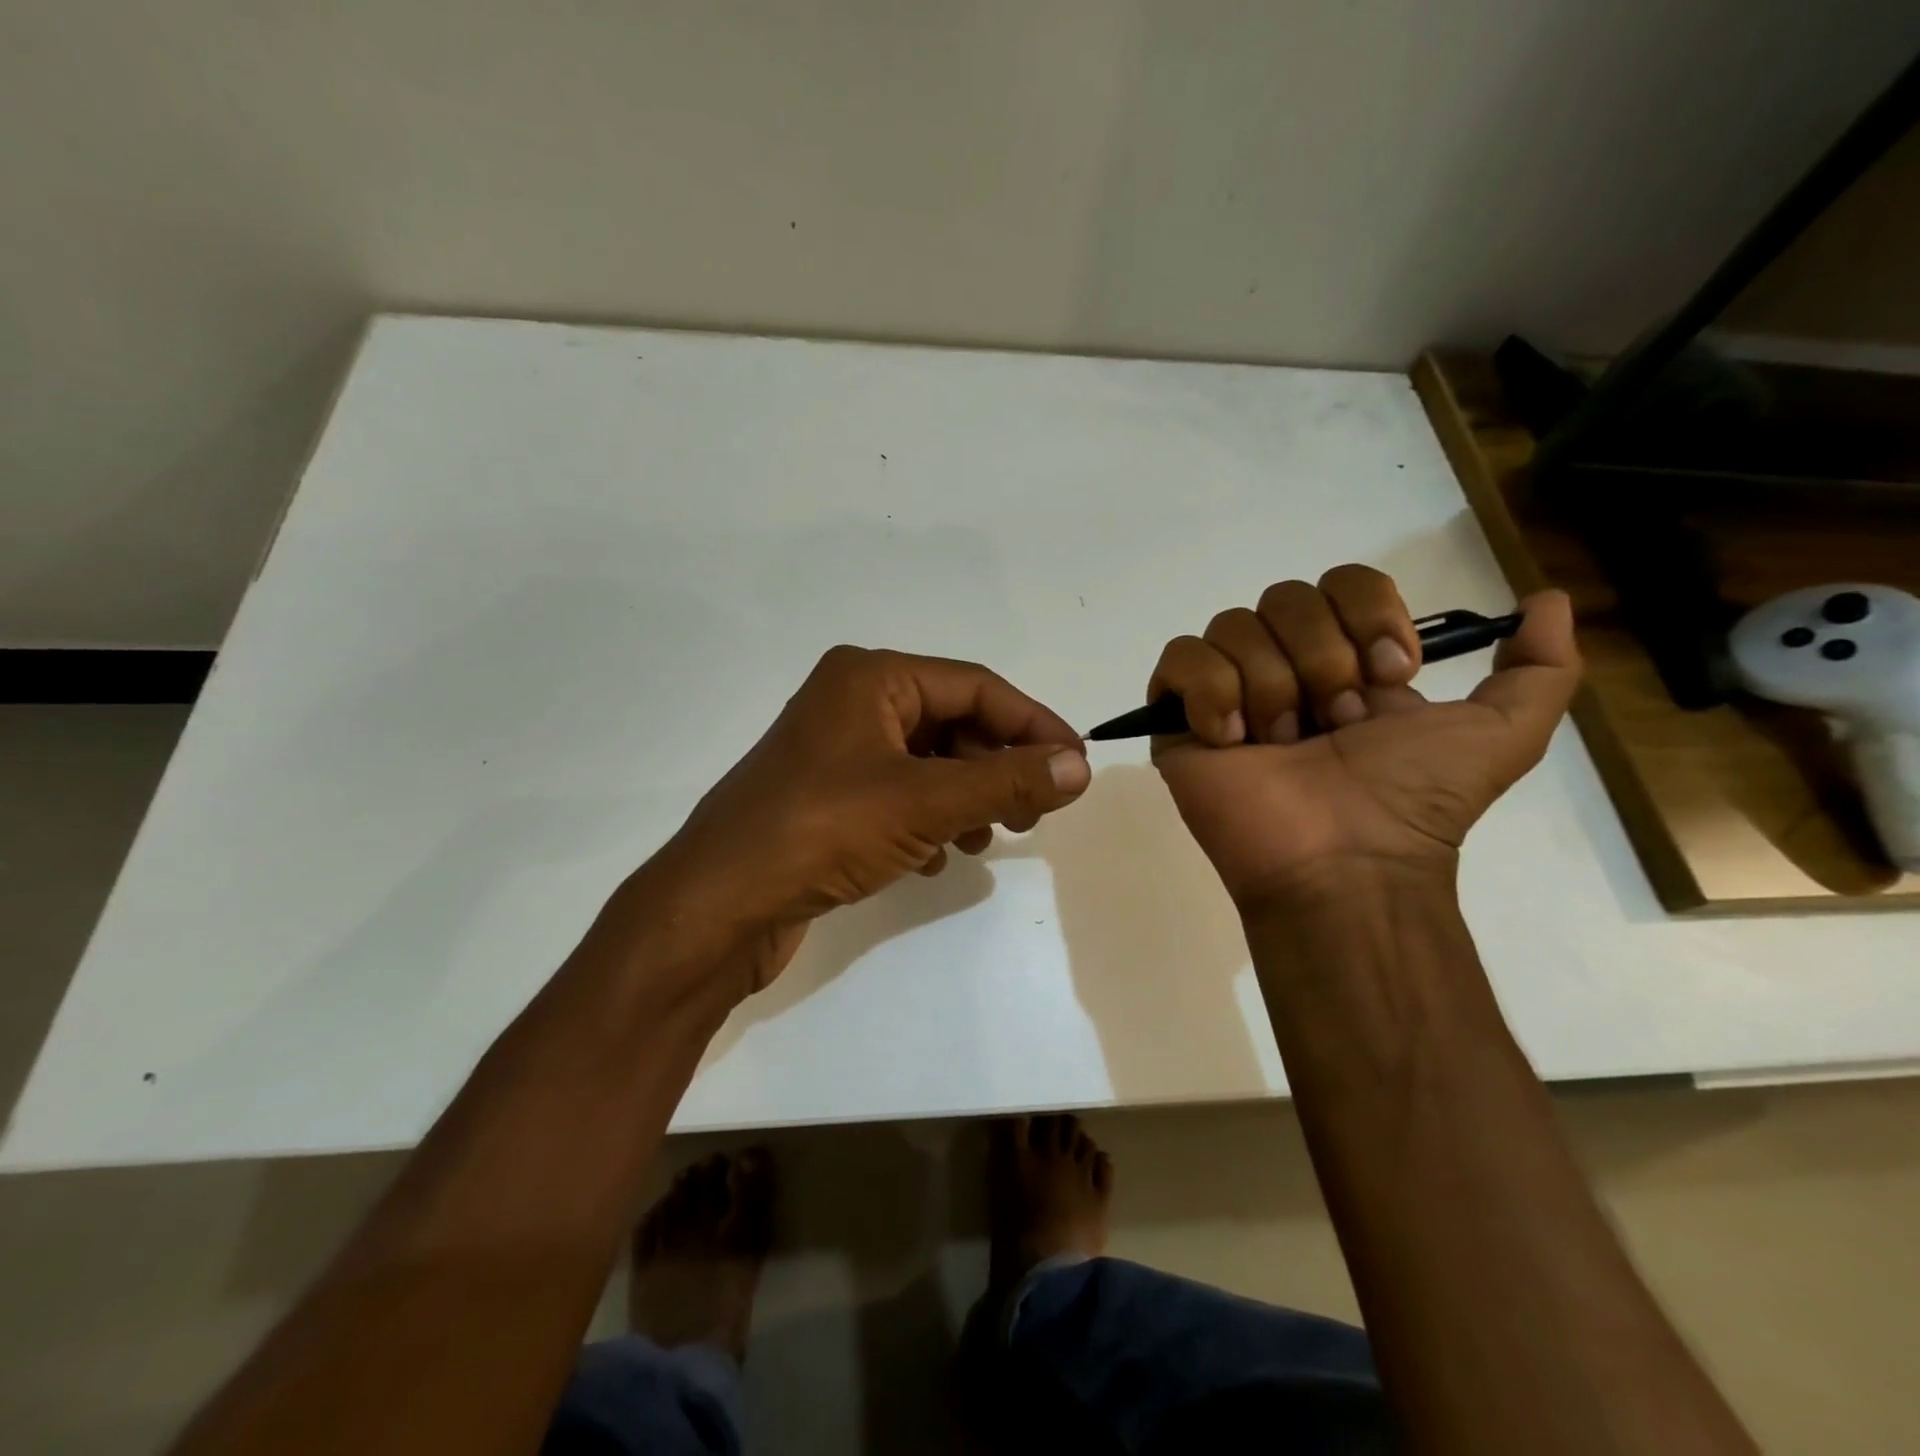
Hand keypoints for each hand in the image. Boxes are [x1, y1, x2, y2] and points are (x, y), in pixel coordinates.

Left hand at [638, 646, 1089, 1000]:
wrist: (718, 906)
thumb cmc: (822, 831)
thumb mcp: (925, 802)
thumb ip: (1006, 781)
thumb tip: (1080, 766)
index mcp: (870, 676)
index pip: (975, 686)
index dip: (1032, 723)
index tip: (1076, 765)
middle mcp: (851, 702)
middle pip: (952, 723)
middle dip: (997, 768)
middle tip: (1032, 813)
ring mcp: (835, 753)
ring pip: (927, 764)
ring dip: (965, 799)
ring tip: (984, 840)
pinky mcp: (827, 799)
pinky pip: (898, 796)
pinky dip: (927, 822)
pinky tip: (934, 861)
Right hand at [1149, 567, 1579, 912]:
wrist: (1344, 862)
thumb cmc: (1412, 801)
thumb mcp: (1502, 734)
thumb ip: (1541, 669)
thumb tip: (1547, 599)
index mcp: (1343, 662)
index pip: (1340, 583)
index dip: (1366, 613)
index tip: (1389, 673)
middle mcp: (1281, 667)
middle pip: (1283, 597)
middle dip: (1319, 659)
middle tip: (1333, 725)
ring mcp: (1225, 693)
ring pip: (1232, 626)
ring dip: (1272, 687)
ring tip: (1281, 745)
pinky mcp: (1178, 719)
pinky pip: (1181, 660)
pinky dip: (1211, 692)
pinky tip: (1232, 739)